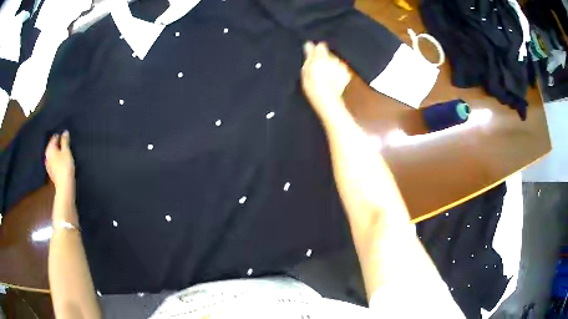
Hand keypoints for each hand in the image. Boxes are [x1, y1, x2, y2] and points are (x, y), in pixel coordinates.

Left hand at [45, 131, 75, 193]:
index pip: (54, 137)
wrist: (64, 186)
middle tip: (66, 145)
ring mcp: (48, 165)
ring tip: (64, 154)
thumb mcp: (67, 151)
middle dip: (58, 145)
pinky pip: (53, 162)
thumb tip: (65, 132)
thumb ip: (65, 141)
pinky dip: (57, 160)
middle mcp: (47, 155)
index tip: (67, 137)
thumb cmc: (65, 167)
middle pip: (53, 146)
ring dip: (58, 153)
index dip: (61, 136)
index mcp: (50, 148)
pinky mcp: (51, 172)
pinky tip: (62, 163)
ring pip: (53, 155)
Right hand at [301, 42, 351, 118]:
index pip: (321, 46)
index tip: (313, 54)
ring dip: (331, 66)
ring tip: (324, 77)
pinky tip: (332, 80)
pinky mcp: (346, 73)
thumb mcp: (305, 70)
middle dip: (323, 59)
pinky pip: (340, 69)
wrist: (328, 100)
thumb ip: (309, 55)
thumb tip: (309, 44)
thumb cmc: (313, 86)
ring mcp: (341, 66)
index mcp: (321, 57)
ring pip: (335, 61)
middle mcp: (333, 59)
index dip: (316, 49)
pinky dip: (337, 72)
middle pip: (328, 54)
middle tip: (317, 69)